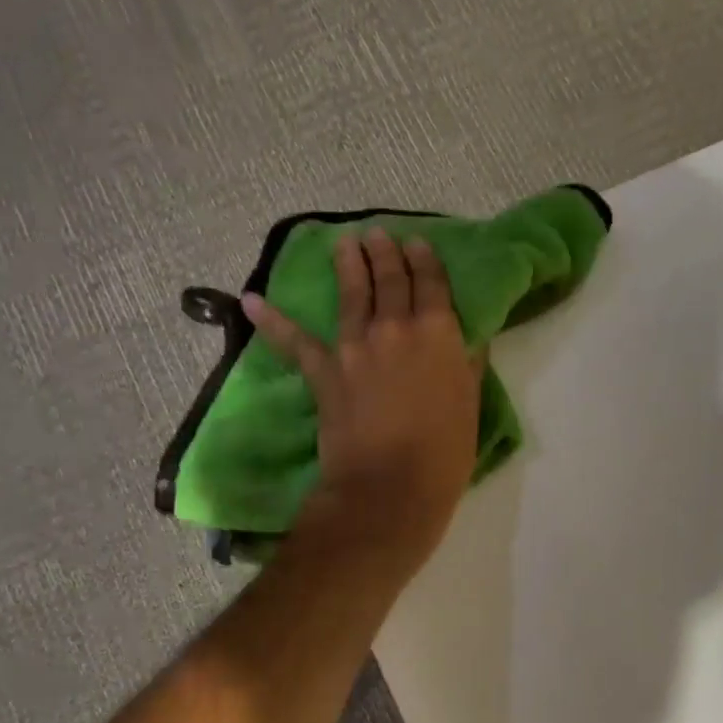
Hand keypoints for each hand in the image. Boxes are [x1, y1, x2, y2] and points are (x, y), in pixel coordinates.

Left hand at [244, 228, 482, 572]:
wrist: (391, 488)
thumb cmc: (444, 454)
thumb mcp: (469, 406)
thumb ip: (467, 366)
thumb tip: (468, 340)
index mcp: (439, 335)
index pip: (432, 284)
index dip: (425, 260)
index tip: (418, 242)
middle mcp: (396, 329)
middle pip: (390, 280)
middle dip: (386, 252)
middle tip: (378, 234)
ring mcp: (355, 348)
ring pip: (352, 295)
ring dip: (348, 264)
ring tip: (344, 243)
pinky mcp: (324, 372)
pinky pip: (295, 342)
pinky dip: (273, 321)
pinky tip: (252, 300)